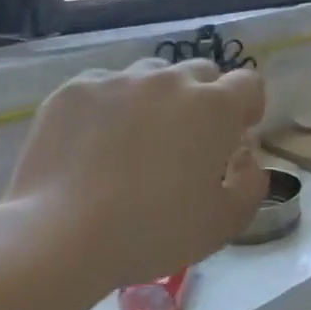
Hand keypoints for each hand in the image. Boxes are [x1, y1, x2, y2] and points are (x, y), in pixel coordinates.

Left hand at [0, 58, 267, 305]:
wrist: (58, 236)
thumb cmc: (153, 231)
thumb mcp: (224, 223)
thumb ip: (252, 184)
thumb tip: (246, 159)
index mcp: (215, 106)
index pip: (248, 83)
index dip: (248, 106)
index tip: (237, 133)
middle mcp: (171, 80)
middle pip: (201, 72)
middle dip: (203, 98)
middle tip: (187, 140)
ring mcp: (120, 80)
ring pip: (151, 75)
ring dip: (156, 98)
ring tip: (137, 139)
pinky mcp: (75, 90)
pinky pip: (105, 87)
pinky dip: (110, 107)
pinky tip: (94, 144)